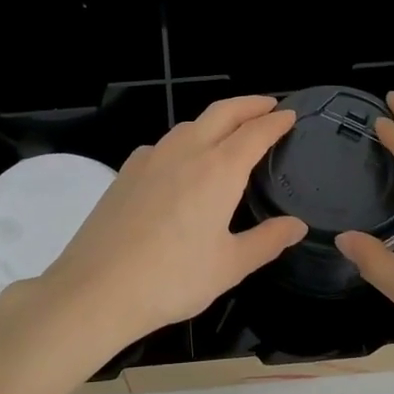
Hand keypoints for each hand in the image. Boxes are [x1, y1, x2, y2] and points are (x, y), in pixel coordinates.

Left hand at [20, 97, 306, 358]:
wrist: (96, 289)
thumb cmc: (172, 279)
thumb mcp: (230, 265)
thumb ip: (267, 241)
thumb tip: (296, 226)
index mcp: (218, 170)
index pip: (255, 132)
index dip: (276, 121)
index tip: (291, 115)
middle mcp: (185, 152)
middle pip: (221, 113)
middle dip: (248, 104)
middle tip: (269, 105)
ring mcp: (150, 159)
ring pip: (189, 125)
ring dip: (215, 120)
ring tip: (230, 131)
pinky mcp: (126, 172)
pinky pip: (162, 145)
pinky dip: (184, 141)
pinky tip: (182, 163)